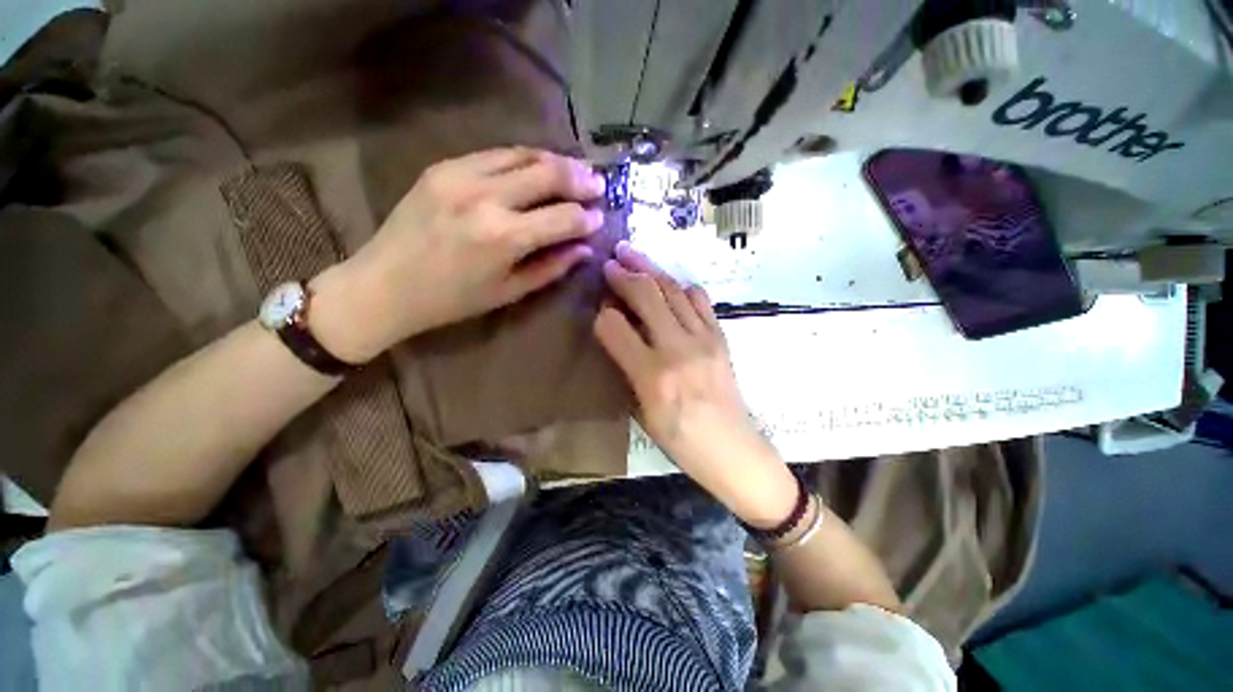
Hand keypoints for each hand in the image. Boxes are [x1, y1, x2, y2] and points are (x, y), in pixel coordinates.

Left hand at [312, 148, 606, 361]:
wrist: (385, 285)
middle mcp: (486, 197)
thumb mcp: (509, 291)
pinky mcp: (443, 166)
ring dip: (555, 161)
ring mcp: (461, 175)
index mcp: (504, 236)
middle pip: (548, 174)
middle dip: (580, 179)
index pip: (562, 217)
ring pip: (523, 154)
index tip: (600, 219)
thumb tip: (584, 249)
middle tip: (599, 184)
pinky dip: (524, 159)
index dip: (587, 218)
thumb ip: (551, 267)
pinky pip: (495, 154)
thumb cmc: (452, 300)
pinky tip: (537, 167)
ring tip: (576, 170)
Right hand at [594, 242, 796, 522]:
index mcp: (652, 376)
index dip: (602, 314)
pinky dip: (680, 286)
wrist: (733, 449)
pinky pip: (700, 299)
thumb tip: (617, 332)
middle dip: (624, 273)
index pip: (614, 327)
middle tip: (611, 260)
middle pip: (646, 295)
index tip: (599, 309)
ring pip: (673, 289)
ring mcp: (704, 339)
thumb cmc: (680, 440)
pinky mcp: (720, 337)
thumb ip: (628, 367)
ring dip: (651, 269)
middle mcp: (678, 349)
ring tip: (635, 257)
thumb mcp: (642, 412)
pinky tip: (670, 285)